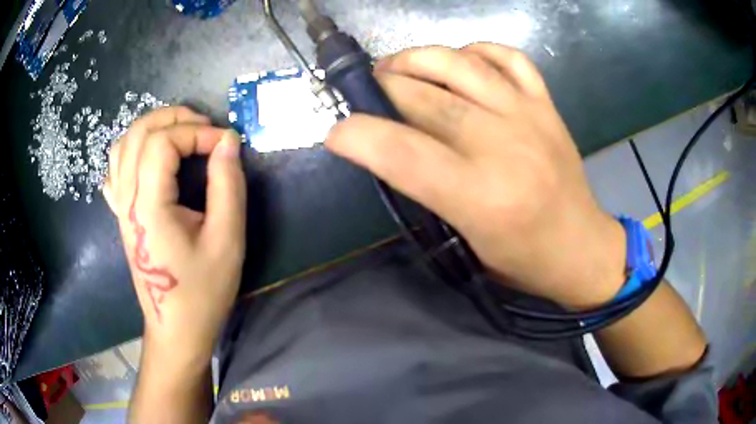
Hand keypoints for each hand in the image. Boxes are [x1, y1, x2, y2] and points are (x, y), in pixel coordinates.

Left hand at [104, 106, 245, 361]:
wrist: (176, 328)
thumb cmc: (203, 291)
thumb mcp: (227, 240)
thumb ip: (228, 185)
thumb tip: (228, 142)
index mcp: (149, 206)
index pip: (163, 143)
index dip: (197, 132)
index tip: (226, 143)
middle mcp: (127, 200)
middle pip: (138, 134)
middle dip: (173, 118)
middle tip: (204, 126)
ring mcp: (120, 207)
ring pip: (122, 145)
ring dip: (152, 128)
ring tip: (180, 133)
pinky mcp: (121, 215)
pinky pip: (116, 169)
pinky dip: (132, 150)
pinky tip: (149, 157)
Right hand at [326, 44, 626, 309]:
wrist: (581, 247)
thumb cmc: (522, 259)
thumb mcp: (464, 241)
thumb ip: (424, 190)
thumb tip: (385, 147)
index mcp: (480, 198)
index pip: (401, 152)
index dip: (357, 135)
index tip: (336, 133)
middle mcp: (503, 147)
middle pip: (424, 97)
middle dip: (381, 87)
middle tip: (366, 91)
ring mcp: (529, 116)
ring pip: (460, 64)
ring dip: (416, 58)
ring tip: (398, 67)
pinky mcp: (546, 105)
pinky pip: (507, 56)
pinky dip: (476, 50)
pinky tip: (460, 61)